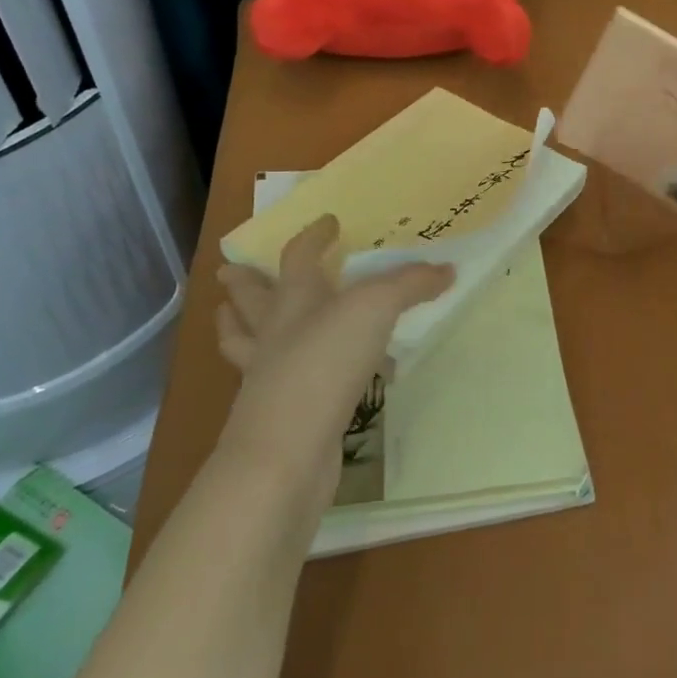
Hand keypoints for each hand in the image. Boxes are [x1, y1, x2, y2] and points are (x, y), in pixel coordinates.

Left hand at [214, 216, 451, 524]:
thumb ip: (409, 285)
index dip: (313, 236)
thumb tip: (446, 269)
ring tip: (231, 317)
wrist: (287, 456)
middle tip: (230, 271)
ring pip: (246, 345)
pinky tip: (299, 378)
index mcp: (292, 301)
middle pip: (251, 302)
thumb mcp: (375, 309)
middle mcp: (274, 336)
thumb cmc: (323, 365)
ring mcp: (269, 379)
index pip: (298, 257)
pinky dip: (283, 375)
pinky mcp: (281, 417)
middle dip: (243, 284)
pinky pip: (276, 384)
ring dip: (239, 328)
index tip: (327, 222)